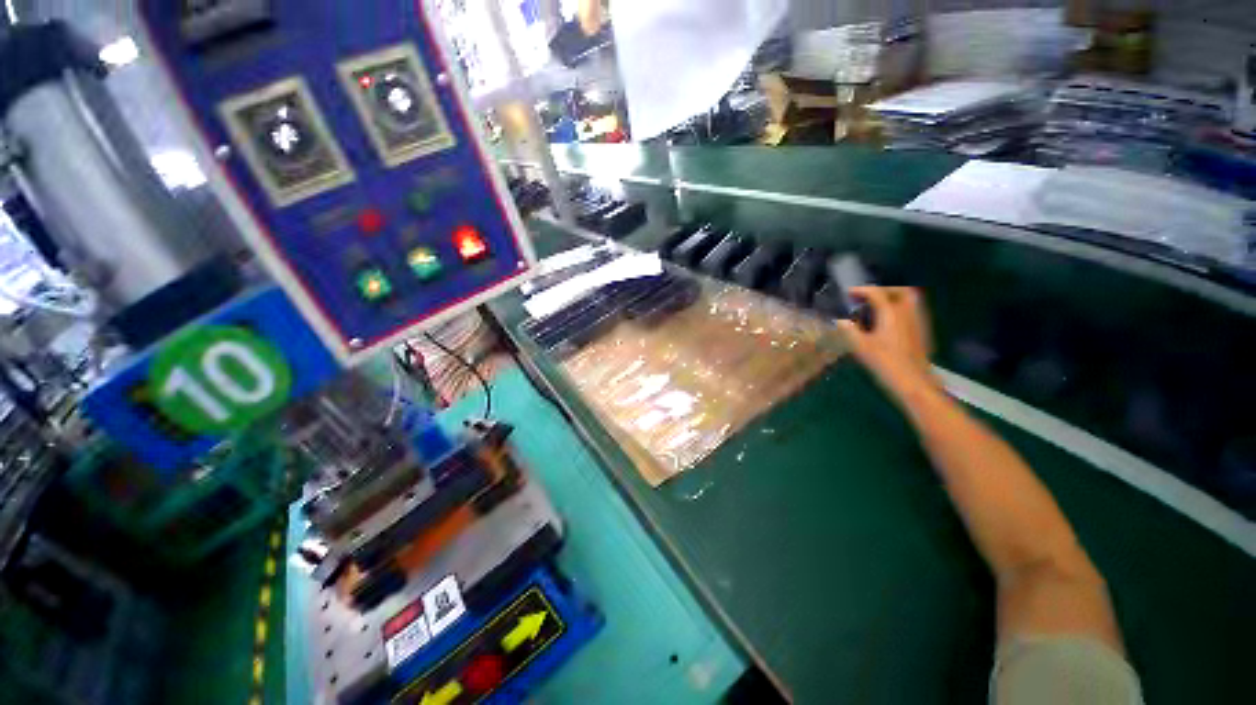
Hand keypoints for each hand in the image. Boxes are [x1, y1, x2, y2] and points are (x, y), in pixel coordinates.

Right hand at [837, 286, 935, 395]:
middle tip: (868, 297)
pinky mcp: (922, 331)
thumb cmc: (884, 362)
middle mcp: (907, 312)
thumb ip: (848, 329)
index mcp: (891, 312)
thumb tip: (838, 319)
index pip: (876, 292)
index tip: (848, 294)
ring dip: (893, 298)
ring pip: (909, 300)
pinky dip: (900, 309)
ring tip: (877, 308)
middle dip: (882, 290)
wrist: (913, 381)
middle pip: (899, 291)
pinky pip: (912, 311)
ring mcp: (918, 321)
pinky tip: (889, 322)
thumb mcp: (860, 346)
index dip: (860, 290)